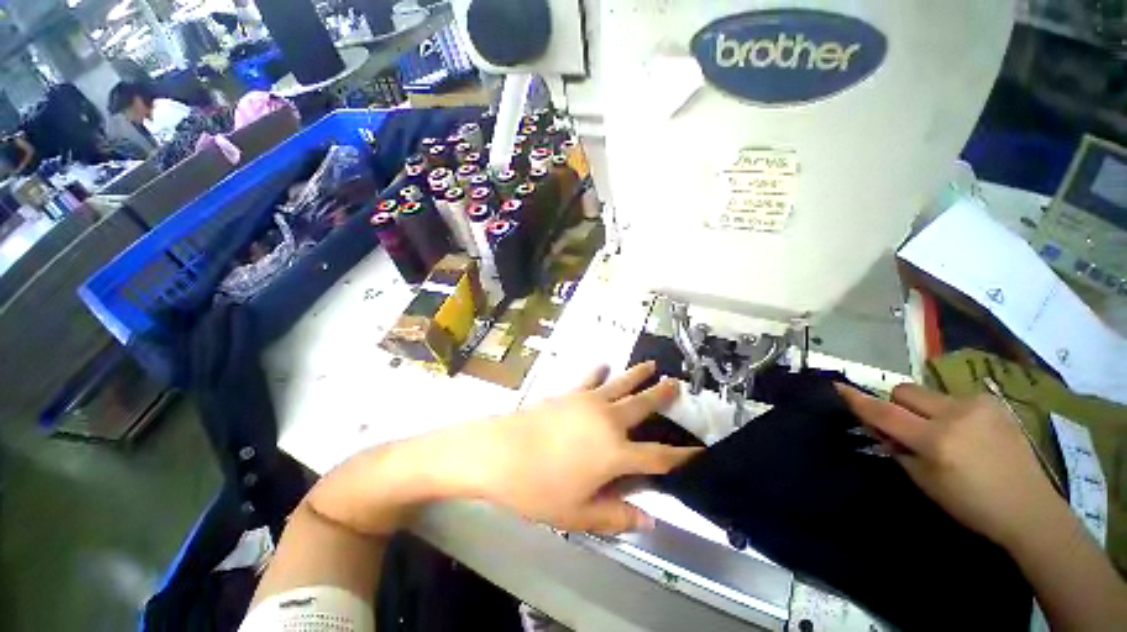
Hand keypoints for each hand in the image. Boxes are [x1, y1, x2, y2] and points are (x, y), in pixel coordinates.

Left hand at [474, 362, 700, 534]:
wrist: (502, 452)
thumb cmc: (539, 488)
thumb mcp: (578, 513)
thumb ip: (616, 516)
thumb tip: (649, 521)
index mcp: (616, 454)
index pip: (659, 457)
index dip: (683, 457)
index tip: (700, 450)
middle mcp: (609, 421)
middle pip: (643, 406)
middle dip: (662, 395)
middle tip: (677, 384)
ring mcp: (589, 402)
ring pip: (621, 384)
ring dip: (638, 375)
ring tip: (652, 365)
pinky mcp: (571, 392)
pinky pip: (591, 379)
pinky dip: (599, 372)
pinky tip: (604, 365)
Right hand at [837, 383, 1062, 547]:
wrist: (1029, 508)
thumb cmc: (971, 504)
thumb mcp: (925, 481)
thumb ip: (897, 448)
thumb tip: (877, 427)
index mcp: (936, 440)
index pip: (884, 413)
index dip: (857, 400)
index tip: (837, 386)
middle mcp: (955, 415)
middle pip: (904, 391)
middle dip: (897, 405)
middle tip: (906, 428)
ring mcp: (977, 405)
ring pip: (928, 393)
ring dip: (923, 409)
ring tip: (942, 433)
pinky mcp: (993, 402)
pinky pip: (953, 397)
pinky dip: (948, 411)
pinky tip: (966, 432)